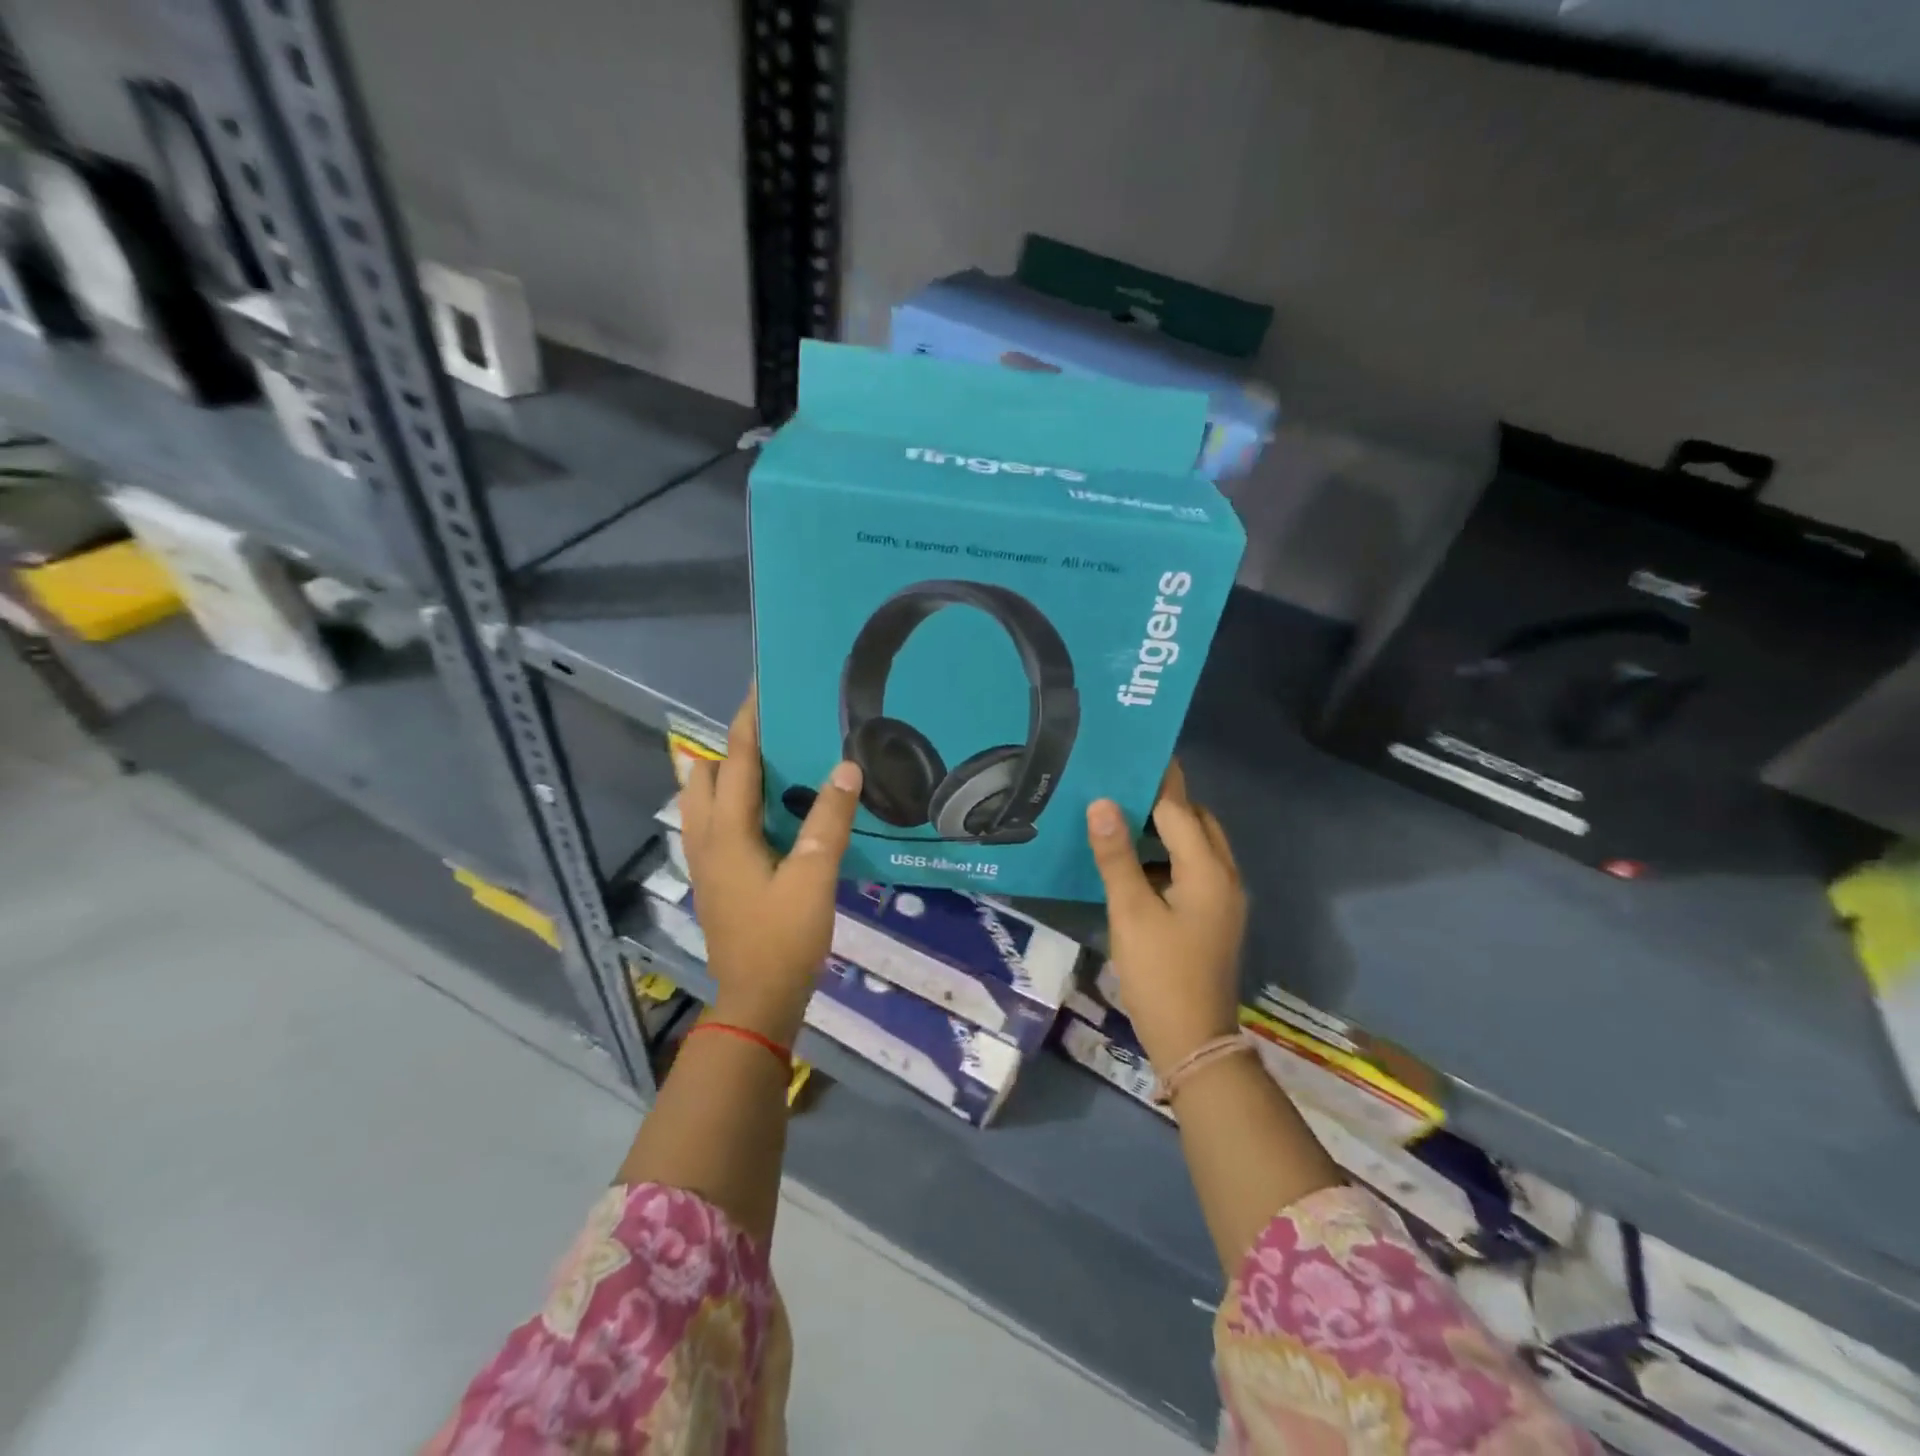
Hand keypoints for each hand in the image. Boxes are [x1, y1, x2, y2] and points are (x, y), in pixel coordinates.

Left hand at [679, 687, 862, 1046]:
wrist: (757, 1000)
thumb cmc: (784, 938)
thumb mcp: (815, 877)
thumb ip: (828, 821)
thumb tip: (846, 767)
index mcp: (727, 833)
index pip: (734, 762)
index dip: (746, 723)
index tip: (760, 690)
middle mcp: (707, 840)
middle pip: (702, 777)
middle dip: (727, 747)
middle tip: (768, 732)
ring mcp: (706, 862)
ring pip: (701, 802)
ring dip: (723, 775)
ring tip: (765, 765)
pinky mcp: (715, 879)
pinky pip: (712, 824)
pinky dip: (729, 803)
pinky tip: (763, 812)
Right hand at [1086, 759, 1245, 1074]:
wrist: (1193, 1041)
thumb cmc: (1161, 973)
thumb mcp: (1130, 912)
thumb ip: (1116, 855)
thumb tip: (1102, 802)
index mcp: (1207, 870)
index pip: (1180, 809)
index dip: (1158, 780)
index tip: (1136, 750)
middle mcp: (1224, 877)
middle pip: (1197, 823)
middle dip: (1166, 800)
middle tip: (1122, 784)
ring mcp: (1223, 900)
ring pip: (1198, 847)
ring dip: (1166, 829)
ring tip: (1123, 816)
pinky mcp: (1213, 918)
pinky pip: (1194, 870)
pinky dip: (1168, 856)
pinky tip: (1134, 863)